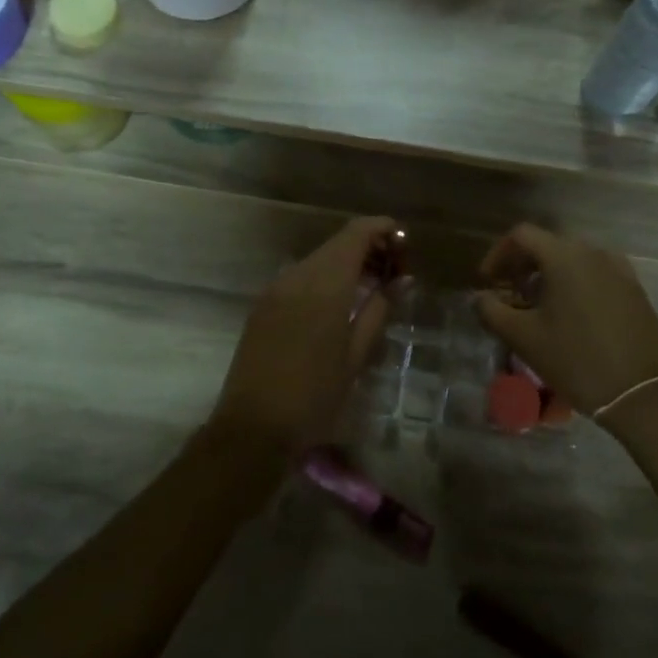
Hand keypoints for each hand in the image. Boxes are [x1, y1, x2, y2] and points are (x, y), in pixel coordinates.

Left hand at [210, 216, 399, 453]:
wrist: (252, 428)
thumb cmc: (314, 396)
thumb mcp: (356, 355)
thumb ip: (379, 309)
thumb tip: (401, 279)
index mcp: (325, 284)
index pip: (356, 233)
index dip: (383, 228)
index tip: (405, 244)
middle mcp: (297, 275)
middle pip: (338, 243)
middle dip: (369, 247)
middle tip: (394, 272)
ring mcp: (276, 288)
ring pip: (319, 259)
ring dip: (347, 263)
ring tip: (371, 289)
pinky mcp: (263, 304)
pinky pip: (301, 277)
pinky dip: (325, 278)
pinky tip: (339, 304)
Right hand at [473, 224, 657, 414]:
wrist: (641, 393)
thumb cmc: (576, 360)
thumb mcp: (524, 338)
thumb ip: (492, 311)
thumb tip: (479, 298)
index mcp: (564, 256)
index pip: (522, 235)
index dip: (498, 253)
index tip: (488, 281)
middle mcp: (593, 253)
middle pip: (549, 243)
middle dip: (523, 264)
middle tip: (510, 293)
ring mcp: (619, 270)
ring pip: (574, 259)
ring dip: (550, 273)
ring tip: (539, 305)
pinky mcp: (635, 290)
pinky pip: (596, 274)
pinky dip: (576, 283)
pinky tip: (572, 314)